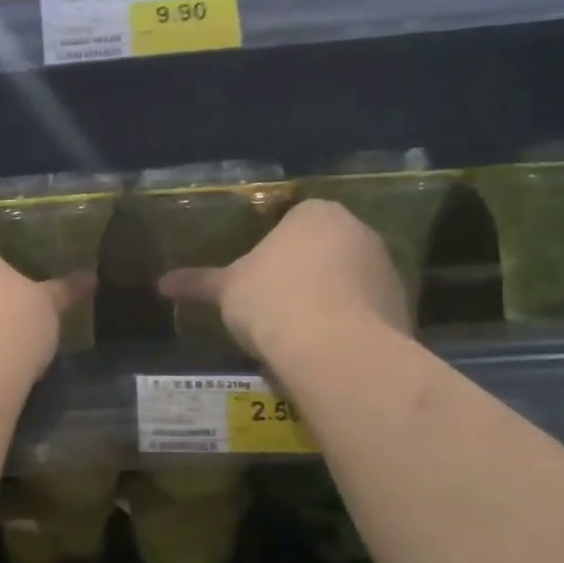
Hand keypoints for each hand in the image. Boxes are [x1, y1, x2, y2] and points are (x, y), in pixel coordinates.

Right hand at [157, 199, 407, 360]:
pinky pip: (367, 311)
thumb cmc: (272, 300)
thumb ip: (197, 283)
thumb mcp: (226, 290)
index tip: (256, 279)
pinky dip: (349, 324)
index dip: (271, 249)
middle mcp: (358, 230)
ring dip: (329, 298)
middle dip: (303, 272)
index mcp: (315, 213)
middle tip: (274, 305)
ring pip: (348, 279)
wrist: (334, 349)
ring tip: (299, 333)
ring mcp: (386, 268)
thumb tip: (161, 283)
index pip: (291, 220)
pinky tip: (326, 348)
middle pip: (324, 248)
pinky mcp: (403, 307)